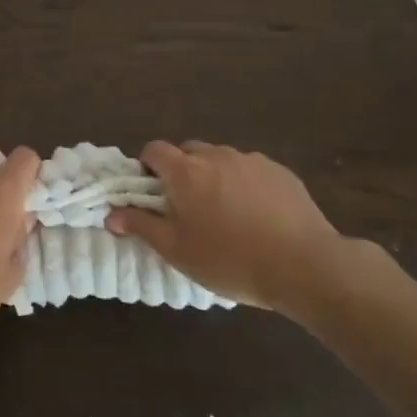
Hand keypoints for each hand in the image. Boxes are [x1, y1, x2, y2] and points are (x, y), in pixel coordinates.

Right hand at [105, 141, 387, 312]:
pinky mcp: (280, 172)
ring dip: (213, 177)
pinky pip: (250, 170)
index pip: (154, 150)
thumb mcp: (177, 251)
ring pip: (220, 160)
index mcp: (186, 172)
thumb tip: (111, 214)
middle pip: (188, 152)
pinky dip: (244, 184)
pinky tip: (256, 216)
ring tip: (225, 215)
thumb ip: (142, 226)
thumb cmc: (230, 260)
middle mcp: (216, 156)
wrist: (305, 265)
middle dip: (181, 172)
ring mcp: (251, 161)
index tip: (151, 195)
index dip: (147, 168)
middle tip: (186, 208)